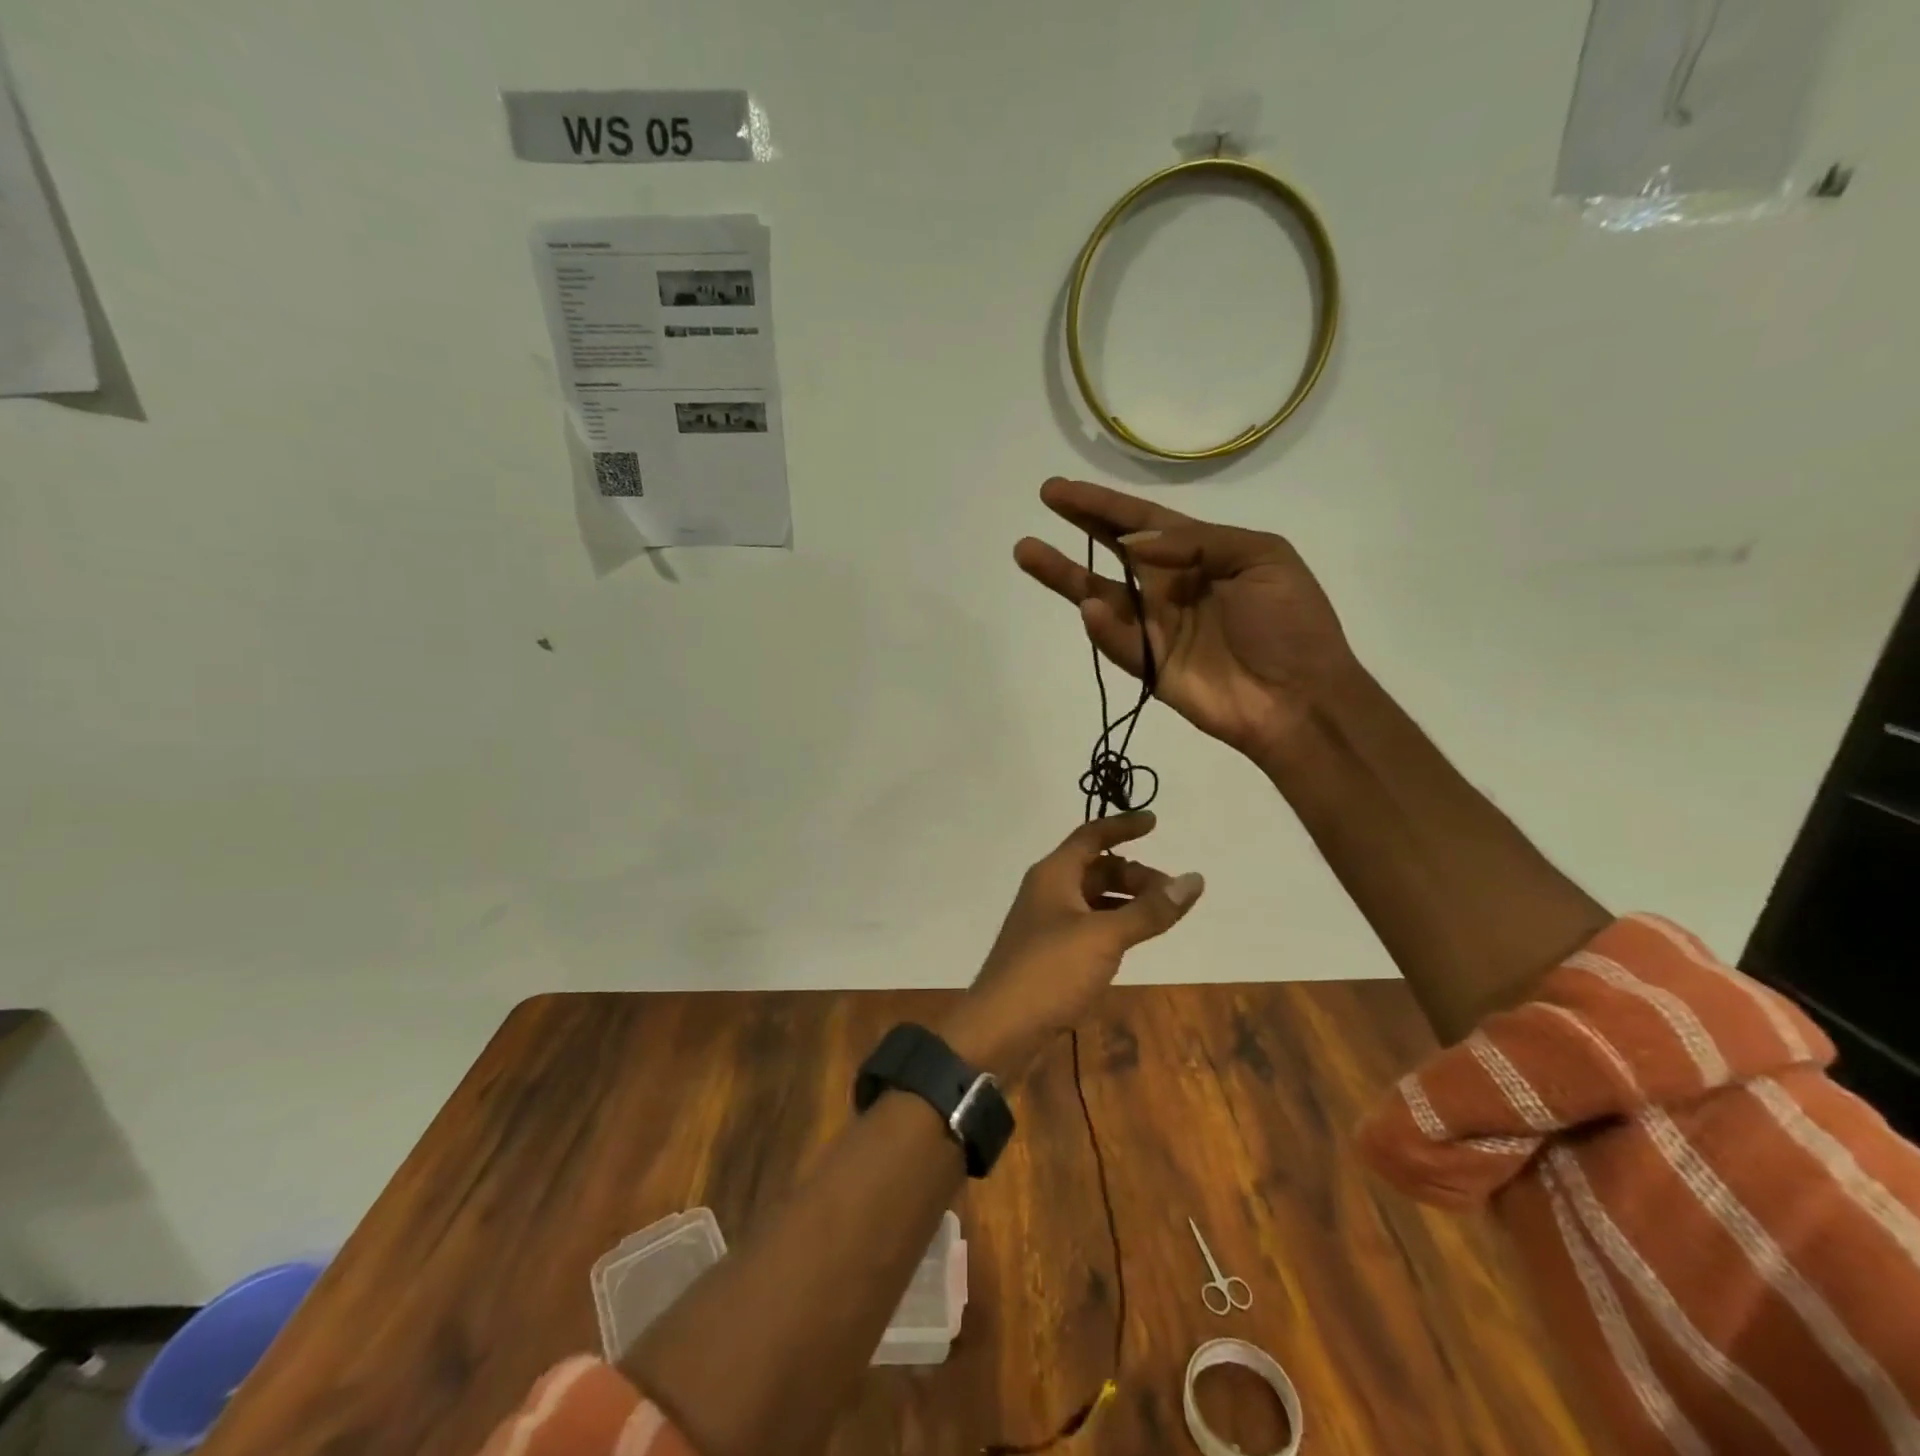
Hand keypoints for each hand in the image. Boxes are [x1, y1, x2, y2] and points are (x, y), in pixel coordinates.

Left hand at [941, 814, 1201, 1078]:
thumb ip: (1149, 910)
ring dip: (1125, 901)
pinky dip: (1112, 924)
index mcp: (1054, 874)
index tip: (1155, 822)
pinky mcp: (1048, 951)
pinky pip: (1087, 924)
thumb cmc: (1050, 971)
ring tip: (1160, 917)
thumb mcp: (1105, 937)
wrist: (1000, 1027)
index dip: (1123, 827)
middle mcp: (1047, 890)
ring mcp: (1046, 922)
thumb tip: (1193, 879)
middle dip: (1134, 875)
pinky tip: (1132, 941)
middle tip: (1170, 894)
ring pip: (1092, 898)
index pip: (1091, 836)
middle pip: (1095, 868)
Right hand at [1014, 477, 1354, 766]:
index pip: (1141, 523)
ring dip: (1064, 575)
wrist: (1300, 698)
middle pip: (1112, 551)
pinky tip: (1089, 608)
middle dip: (1078, 526)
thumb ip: (1200, 542)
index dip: (1102, 505)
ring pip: (1099, 595)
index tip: (1059, 491)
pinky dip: (1102, 628)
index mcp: (1200, 554)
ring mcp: (1155, 628)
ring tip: (1028, 553)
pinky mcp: (1149, 666)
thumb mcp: (1262, 558)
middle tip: (1044, 502)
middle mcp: (1169, 586)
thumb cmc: (1290, 623)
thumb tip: (1135, 542)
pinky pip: (1119, 643)